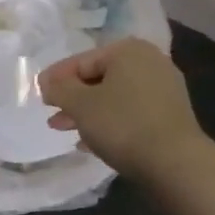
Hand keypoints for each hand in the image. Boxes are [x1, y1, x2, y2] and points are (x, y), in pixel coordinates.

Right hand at [39, 38, 204, 183]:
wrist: (175, 163)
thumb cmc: (122, 124)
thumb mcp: (80, 104)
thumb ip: (59, 89)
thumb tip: (48, 82)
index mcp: (128, 51)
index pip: (81, 60)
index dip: (56, 78)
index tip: (38, 94)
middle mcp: (149, 62)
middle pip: (98, 78)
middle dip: (72, 97)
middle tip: (50, 114)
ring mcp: (163, 89)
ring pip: (114, 97)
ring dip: (87, 112)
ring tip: (65, 129)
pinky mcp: (169, 115)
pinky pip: (129, 113)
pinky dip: (108, 122)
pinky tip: (90, 142)